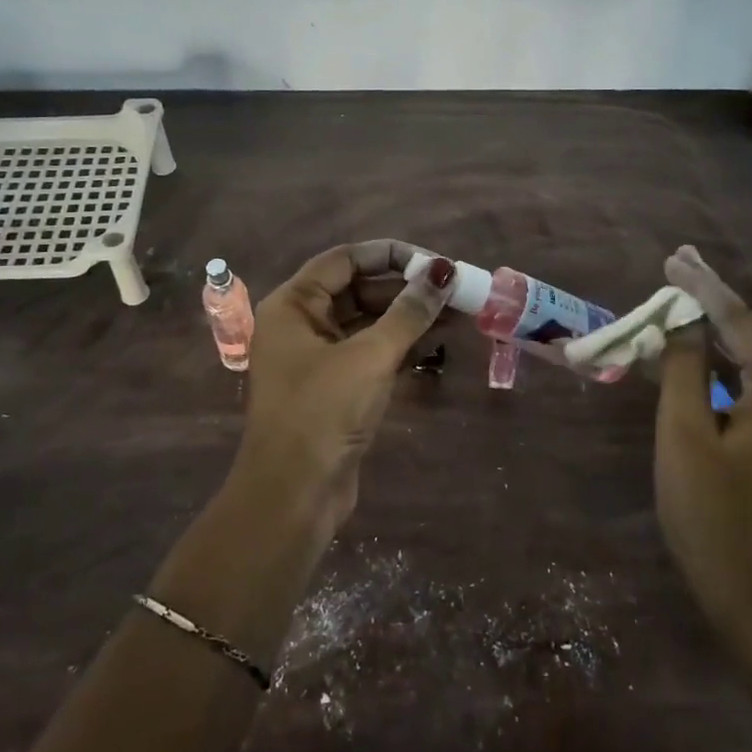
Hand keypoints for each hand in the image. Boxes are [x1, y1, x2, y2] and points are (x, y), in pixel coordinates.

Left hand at [236, 239, 453, 532]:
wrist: (294, 496)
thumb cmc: (323, 412)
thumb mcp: (370, 356)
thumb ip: (409, 312)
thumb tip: (443, 271)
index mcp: (293, 305)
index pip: (344, 260)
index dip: (390, 255)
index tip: (435, 262)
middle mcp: (302, 324)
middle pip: (359, 290)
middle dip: (407, 290)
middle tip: (456, 291)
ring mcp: (318, 358)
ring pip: (369, 324)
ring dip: (409, 319)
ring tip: (458, 315)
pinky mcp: (336, 389)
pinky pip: (372, 354)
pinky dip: (402, 348)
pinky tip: (439, 346)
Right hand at [654, 245, 751, 643]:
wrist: (751, 591)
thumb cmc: (710, 511)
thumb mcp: (684, 433)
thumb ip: (683, 368)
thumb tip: (682, 322)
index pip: (741, 323)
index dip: (703, 288)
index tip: (674, 258)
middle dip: (711, 305)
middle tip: (675, 270)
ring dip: (717, 336)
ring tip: (679, 303)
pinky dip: (728, 368)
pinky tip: (699, 353)